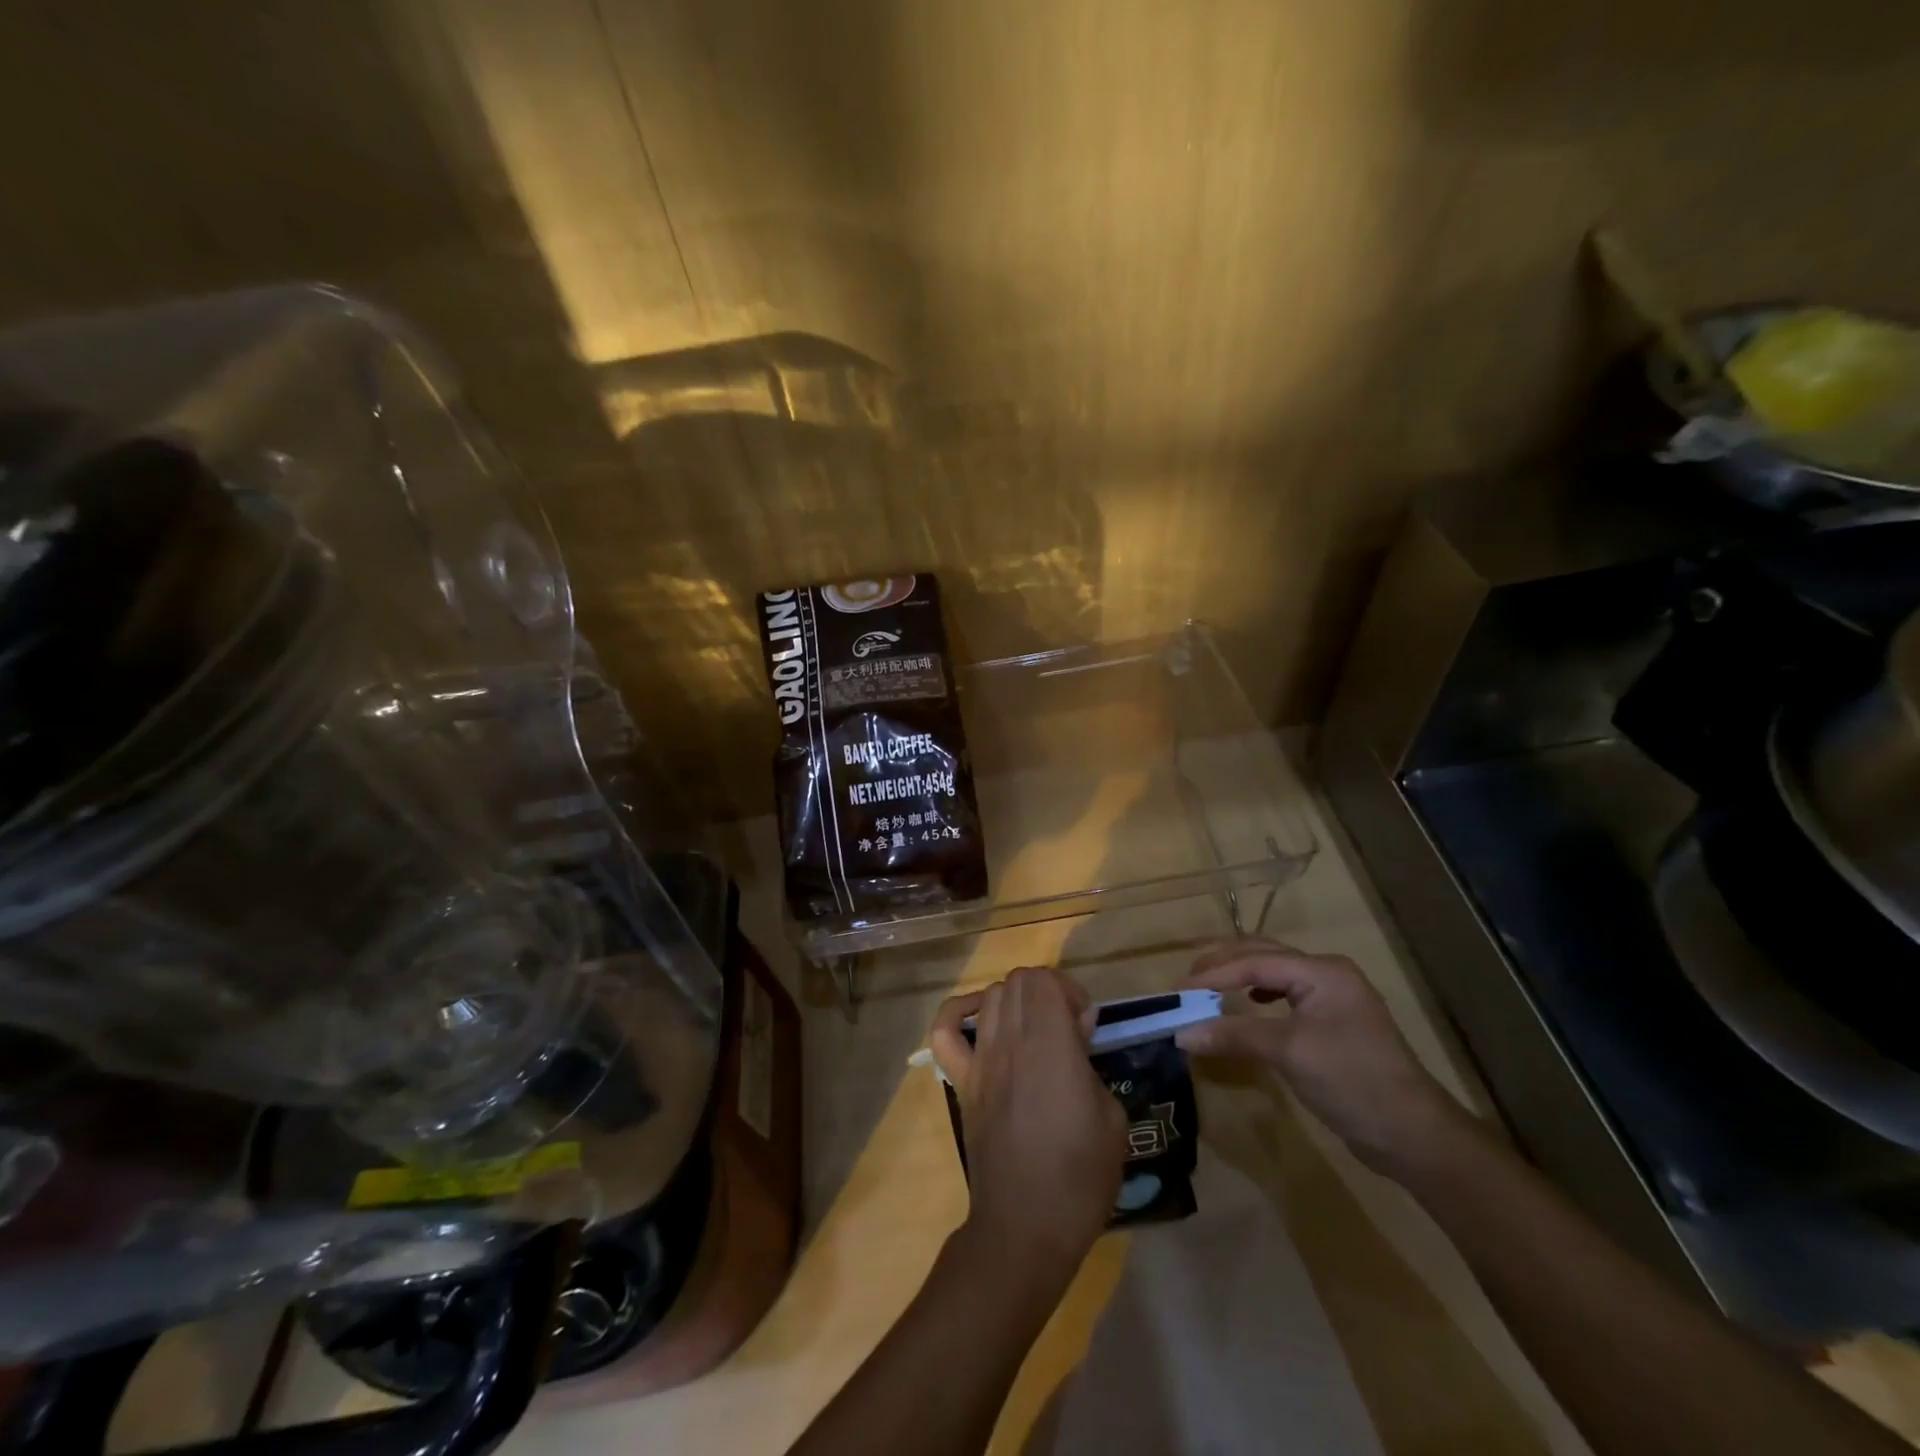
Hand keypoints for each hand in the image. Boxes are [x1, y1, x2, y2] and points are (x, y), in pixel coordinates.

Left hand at [929, 968, 1127, 1282]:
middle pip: (1018, 981)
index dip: (1069, 992)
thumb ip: (1092, 1065)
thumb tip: (1077, 1035)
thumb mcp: (1112, 1119)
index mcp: (1050, 1045)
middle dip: (1047, 992)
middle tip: (1066, 1029)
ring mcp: (980, 1059)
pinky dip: (959, 1013)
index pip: (1044, 979)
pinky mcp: (962, 1081)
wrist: (1025, 1226)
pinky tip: (981, 1022)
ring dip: (1016, 1002)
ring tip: (1035, 1033)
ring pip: (990, 996)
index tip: (1086, 1026)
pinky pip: (945, 1032)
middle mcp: (1010, 1040)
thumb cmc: (1079, 1177)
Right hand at [1175, 940, 1466, 1176]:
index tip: (1177, 990)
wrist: (1413, 1135)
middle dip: (1223, 965)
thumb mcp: (1289, 1054)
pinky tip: (1248, 1004)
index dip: (1214, 974)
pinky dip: (1258, 994)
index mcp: (1322, 972)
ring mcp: (1333, 998)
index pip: (1256, 962)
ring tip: (1207, 988)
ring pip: (1274, 973)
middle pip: (1264, 956)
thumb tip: (1181, 1034)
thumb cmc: (1352, 1082)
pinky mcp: (1333, 1022)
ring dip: (1239, 977)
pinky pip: (1285, 994)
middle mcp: (1328, 974)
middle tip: (1186, 982)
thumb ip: (1234, 1036)